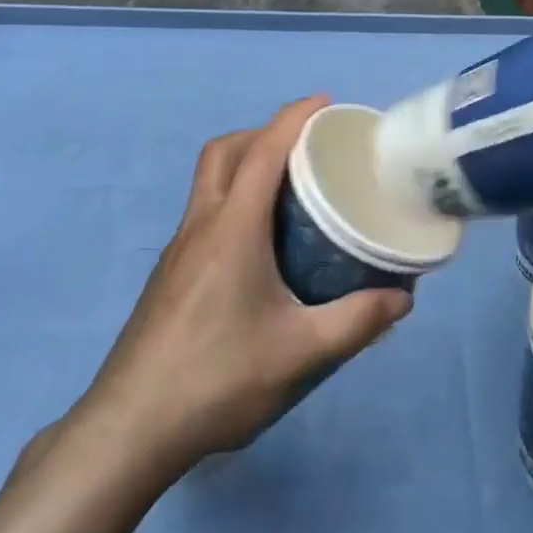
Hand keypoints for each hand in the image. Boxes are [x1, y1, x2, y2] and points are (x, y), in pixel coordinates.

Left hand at [49, 96, 411, 483]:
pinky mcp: (169, 275)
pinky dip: (232, 199)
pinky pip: (204, 212)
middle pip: (224, 152)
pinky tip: (258, 243)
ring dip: (244, 163)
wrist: (129, 429)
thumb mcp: (300, 352)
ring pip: (208, 180)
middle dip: (264, 133)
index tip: (325, 102)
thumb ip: (356, 321)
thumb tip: (403, 297)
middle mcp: (201, 225)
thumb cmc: (217, 378)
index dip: (295, 117)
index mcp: (232, 227)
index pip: (264, 151)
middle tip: (305, 146)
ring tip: (288, 188)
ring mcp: (178, 250)